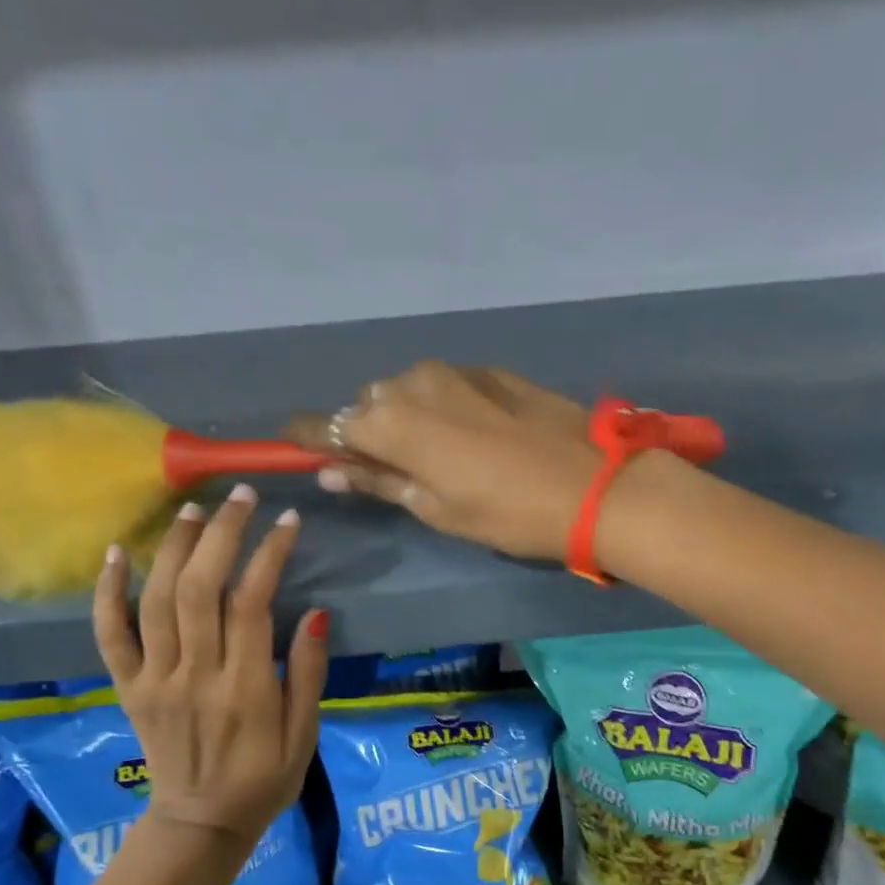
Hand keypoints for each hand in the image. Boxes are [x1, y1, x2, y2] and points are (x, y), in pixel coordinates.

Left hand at [92, 486, 328, 844]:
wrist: (201, 823)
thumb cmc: (264, 779)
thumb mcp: (305, 734)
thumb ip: (309, 674)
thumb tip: (318, 615)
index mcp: (246, 688)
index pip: (253, 604)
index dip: (270, 554)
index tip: (288, 521)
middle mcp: (196, 675)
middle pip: (201, 589)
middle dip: (221, 534)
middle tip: (240, 497)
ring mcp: (155, 680)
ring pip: (157, 601)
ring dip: (172, 548)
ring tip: (192, 509)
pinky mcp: (129, 688)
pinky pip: (110, 635)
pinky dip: (107, 593)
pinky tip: (115, 553)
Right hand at [286, 361, 605, 560]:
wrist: (595, 485)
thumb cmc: (507, 512)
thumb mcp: (437, 508)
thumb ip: (380, 482)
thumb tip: (333, 472)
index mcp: (393, 422)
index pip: (330, 424)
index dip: (308, 436)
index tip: (289, 444)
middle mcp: (414, 384)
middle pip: (369, 403)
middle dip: (368, 432)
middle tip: (386, 470)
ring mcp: (457, 372)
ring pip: (407, 390)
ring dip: (405, 417)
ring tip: (434, 457)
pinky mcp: (492, 372)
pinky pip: (445, 385)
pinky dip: (440, 407)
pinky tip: (470, 437)